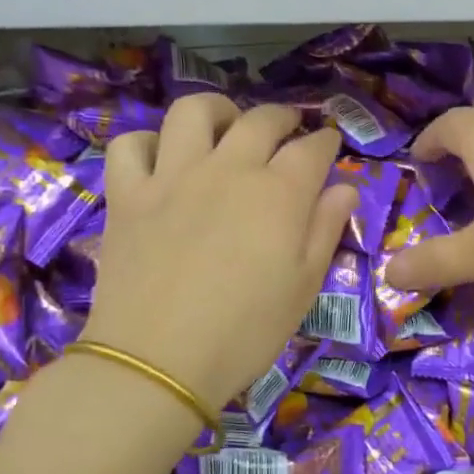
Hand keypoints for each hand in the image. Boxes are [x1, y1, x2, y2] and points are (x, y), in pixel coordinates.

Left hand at [82, 96, 355, 409]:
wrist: (158, 362)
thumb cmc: (245, 331)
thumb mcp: (304, 286)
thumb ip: (326, 229)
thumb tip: (344, 188)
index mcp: (278, 193)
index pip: (311, 149)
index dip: (325, 142)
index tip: (329, 143)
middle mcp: (228, 169)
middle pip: (260, 120)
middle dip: (283, 117)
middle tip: (288, 130)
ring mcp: (173, 176)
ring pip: (193, 112)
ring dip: (216, 111)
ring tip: (224, 127)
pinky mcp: (128, 194)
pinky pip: (130, 145)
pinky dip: (147, 144)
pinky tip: (161, 161)